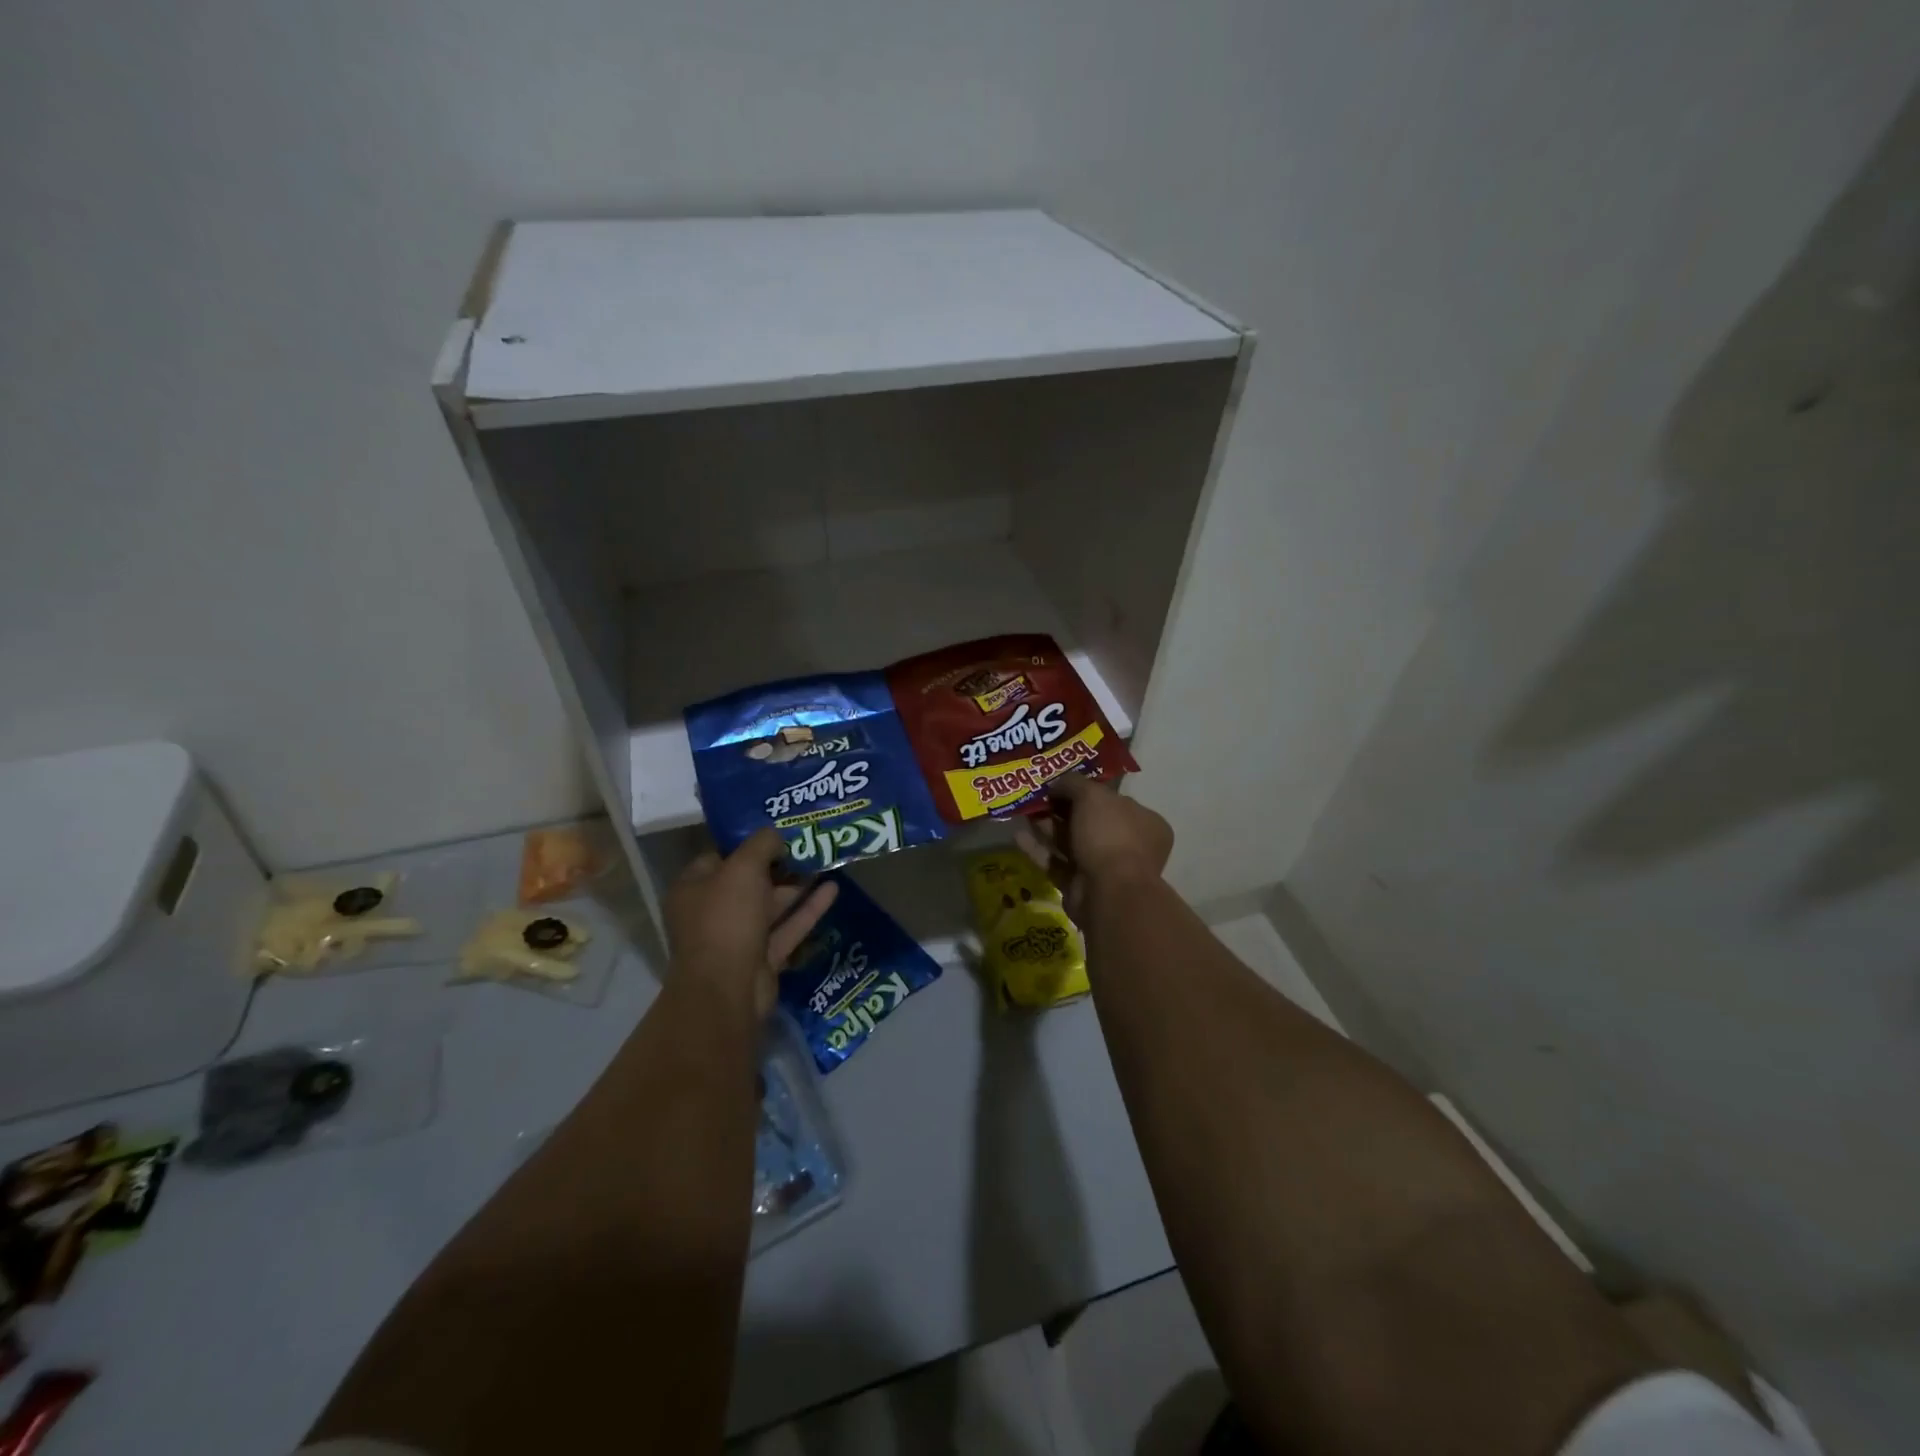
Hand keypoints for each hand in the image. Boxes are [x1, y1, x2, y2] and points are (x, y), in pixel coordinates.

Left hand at [666, 829, 838, 1016]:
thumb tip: (777, 834)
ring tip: (827, 862)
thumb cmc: (726, 919)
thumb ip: (762, 844)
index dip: (749, 843)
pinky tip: (833, 890)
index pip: (720, 857)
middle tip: (810, 845)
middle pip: (749, 882)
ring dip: (797, 886)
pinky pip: (787, 928)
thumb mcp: (742, 868)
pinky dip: (808, 910)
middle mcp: (712, 912)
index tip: (780, 831)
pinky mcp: (762, 959)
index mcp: (694, 888)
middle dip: (780, 864)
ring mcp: (738, 938)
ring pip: (772, 906)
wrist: (727, 988)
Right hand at [1018, 772, 1172, 916]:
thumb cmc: (1109, 835)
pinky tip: (1017, 837)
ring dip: (1048, 827)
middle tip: (1036, 797)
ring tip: (1023, 813)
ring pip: (1071, 842)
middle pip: (1089, 821)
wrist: (1108, 892)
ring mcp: (1104, 868)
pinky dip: (1039, 850)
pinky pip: (1057, 863)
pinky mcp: (1080, 886)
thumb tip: (1057, 783)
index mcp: (1143, 822)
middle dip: (1062, 809)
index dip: (1087, 790)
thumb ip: (1073, 783)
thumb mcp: (1092, 796)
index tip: (1060, 784)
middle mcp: (1128, 845)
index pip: (1114, 800)